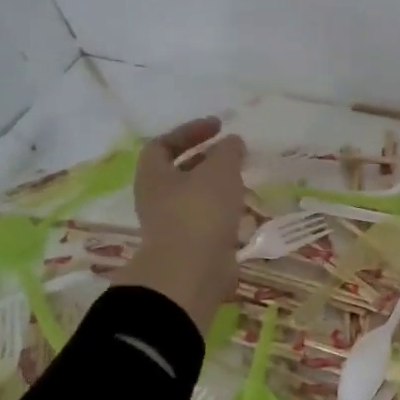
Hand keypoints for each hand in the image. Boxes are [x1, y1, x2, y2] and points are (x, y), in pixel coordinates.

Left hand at [117, 118, 245, 334]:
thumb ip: (227, 152)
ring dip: (218, 186)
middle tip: (234, 154)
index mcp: (154, 175)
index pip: (163, 144)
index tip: (218, 127)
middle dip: (206, 160)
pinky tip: (245, 210)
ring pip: (195, 197)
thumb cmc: (200, 212)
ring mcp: (172, 224)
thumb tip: (232, 142)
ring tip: (244, 181)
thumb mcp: (219, 171)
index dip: (189, 132)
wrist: (192, 271)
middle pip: (179, 171)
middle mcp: (157, 198)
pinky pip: (208, 220)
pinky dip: (225, 211)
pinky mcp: (191, 245)